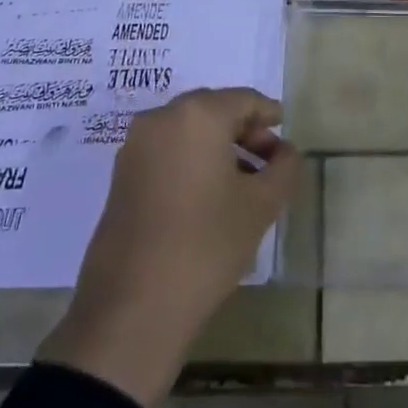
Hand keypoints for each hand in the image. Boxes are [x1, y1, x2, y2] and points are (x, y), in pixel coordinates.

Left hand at [40, 88, 300, 407]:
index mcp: (198, 115)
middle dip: (244, 130)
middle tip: (269, 160)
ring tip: (243, 182)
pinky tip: (209, 195)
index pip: (244, 100)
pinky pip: (167, 151)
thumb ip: (284, 168)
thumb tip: (284, 151)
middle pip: (213, 110)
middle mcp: (161, 118)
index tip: (286, 136)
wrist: (133, 308)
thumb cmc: (206, 245)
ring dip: (218, 146)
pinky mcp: (121, 175)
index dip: (270, 114)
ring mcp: (135, 146)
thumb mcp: (261, 205)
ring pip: (188, 131)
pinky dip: (192, 160)